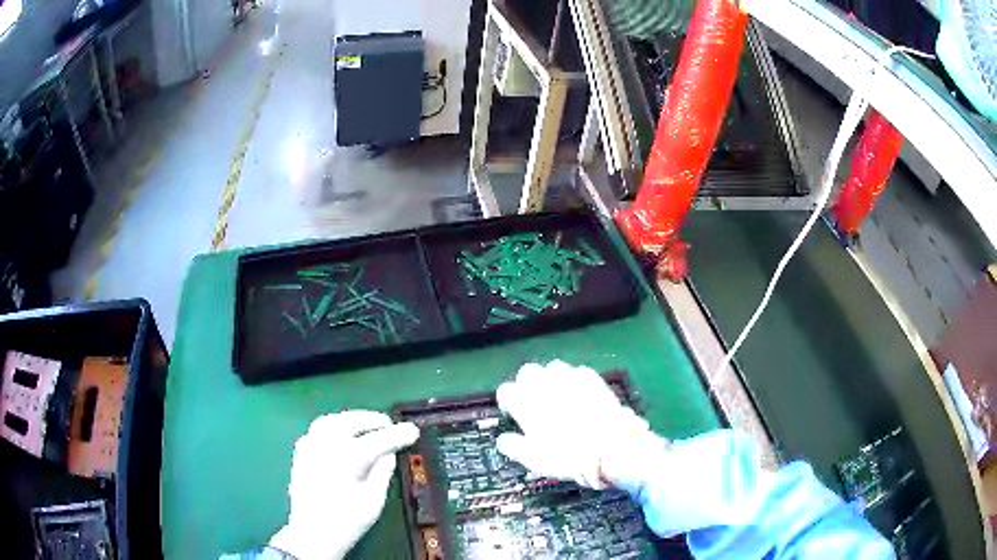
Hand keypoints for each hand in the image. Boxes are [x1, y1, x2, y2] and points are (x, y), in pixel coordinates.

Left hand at [270, 410, 418, 559]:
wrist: (311, 533)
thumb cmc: (346, 521)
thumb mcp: (374, 500)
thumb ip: (383, 472)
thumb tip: (388, 454)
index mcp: (348, 456)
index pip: (380, 438)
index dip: (399, 434)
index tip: (413, 431)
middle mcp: (327, 443)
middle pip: (354, 421)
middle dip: (375, 421)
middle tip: (391, 427)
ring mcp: (311, 444)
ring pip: (335, 419)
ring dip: (354, 419)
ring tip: (368, 426)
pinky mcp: (302, 450)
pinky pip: (320, 428)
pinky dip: (336, 425)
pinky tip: (343, 434)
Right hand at [495, 360, 667, 489]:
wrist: (610, 450)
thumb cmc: (567, 457)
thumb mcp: (534, 459)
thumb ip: (514, 447)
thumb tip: (503, 440)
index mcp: (527, 403)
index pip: (506, 391)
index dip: (508, 402)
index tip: (513, 414)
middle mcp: (546, 385)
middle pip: (528, 372)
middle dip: (527, 384)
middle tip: (535, 403)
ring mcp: (571, 379)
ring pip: (553, 367)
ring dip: (551, 378)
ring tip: (557, 396)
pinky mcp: (593, 379)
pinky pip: (578, 372)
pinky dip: (575, 380)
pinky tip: (580, 395)